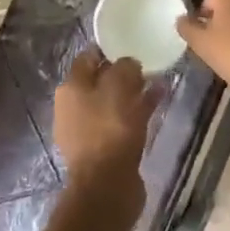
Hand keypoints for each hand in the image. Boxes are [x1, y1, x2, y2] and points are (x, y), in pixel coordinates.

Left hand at [53, 49, 153, 210]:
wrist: (107, 186)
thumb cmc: (109, 128)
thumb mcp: (119, 86)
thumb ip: (125, 67)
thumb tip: (129, 63)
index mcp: (70, 88)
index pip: (88, 57)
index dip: (109, 49)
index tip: (132, 44)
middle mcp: (73, 107)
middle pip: (100, 80)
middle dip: (123, 72)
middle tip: (148, 64)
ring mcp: (87, 130)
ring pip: (113, 102)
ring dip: (133, 92)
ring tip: (158, 81)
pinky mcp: (103, 149)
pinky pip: (121, 121)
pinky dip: (137, 111)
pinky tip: (158, 103)